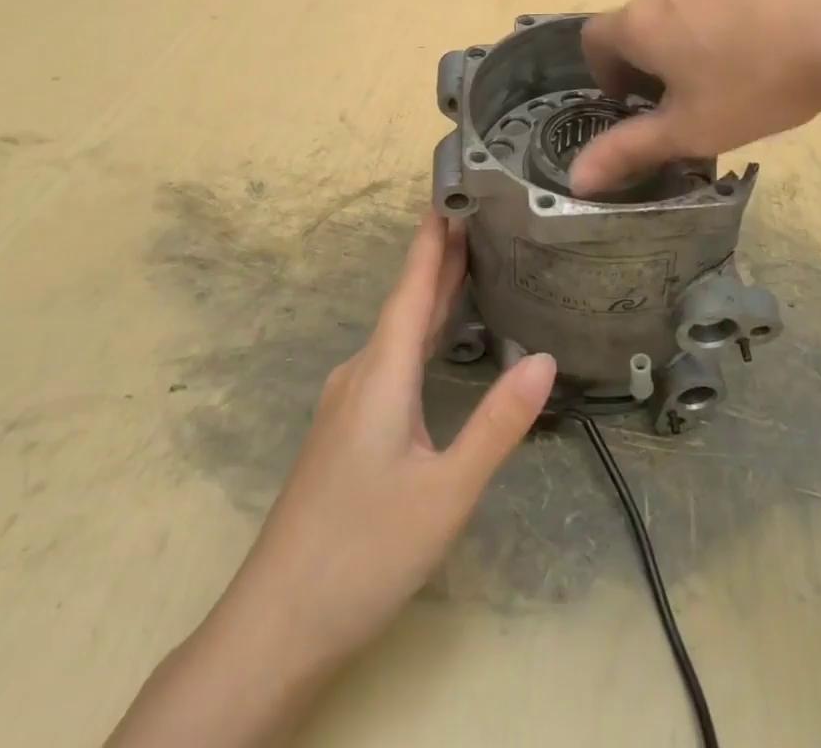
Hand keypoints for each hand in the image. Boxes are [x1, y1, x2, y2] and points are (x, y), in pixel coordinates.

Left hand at [107, 212, 555, 746]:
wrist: (274, 629)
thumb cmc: (363, 553)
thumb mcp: (446, 492)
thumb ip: (498, 424)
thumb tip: (546, 358)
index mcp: (381, 374)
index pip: (412, 288)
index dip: (431, 239)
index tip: (448, 191)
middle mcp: (360, 375)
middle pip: (406, 303)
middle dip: (440, 258)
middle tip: (477, 216)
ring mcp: (348, 404)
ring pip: (397, 334)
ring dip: (432, 296)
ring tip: (468, 264)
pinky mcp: (346, 431)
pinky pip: (391, 360)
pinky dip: (420, 333)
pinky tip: (435, 343)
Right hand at [571, 0, 820, 194]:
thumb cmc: (757, 85)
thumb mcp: (691, 131)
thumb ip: (627, 151)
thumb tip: (575, 179)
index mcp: (639, 23)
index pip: (594, 39)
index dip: (606, 71)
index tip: (635, 98)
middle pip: (640, 15)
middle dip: (650, 49)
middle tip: (689, 87)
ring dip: (686, 14)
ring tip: (727, 47)